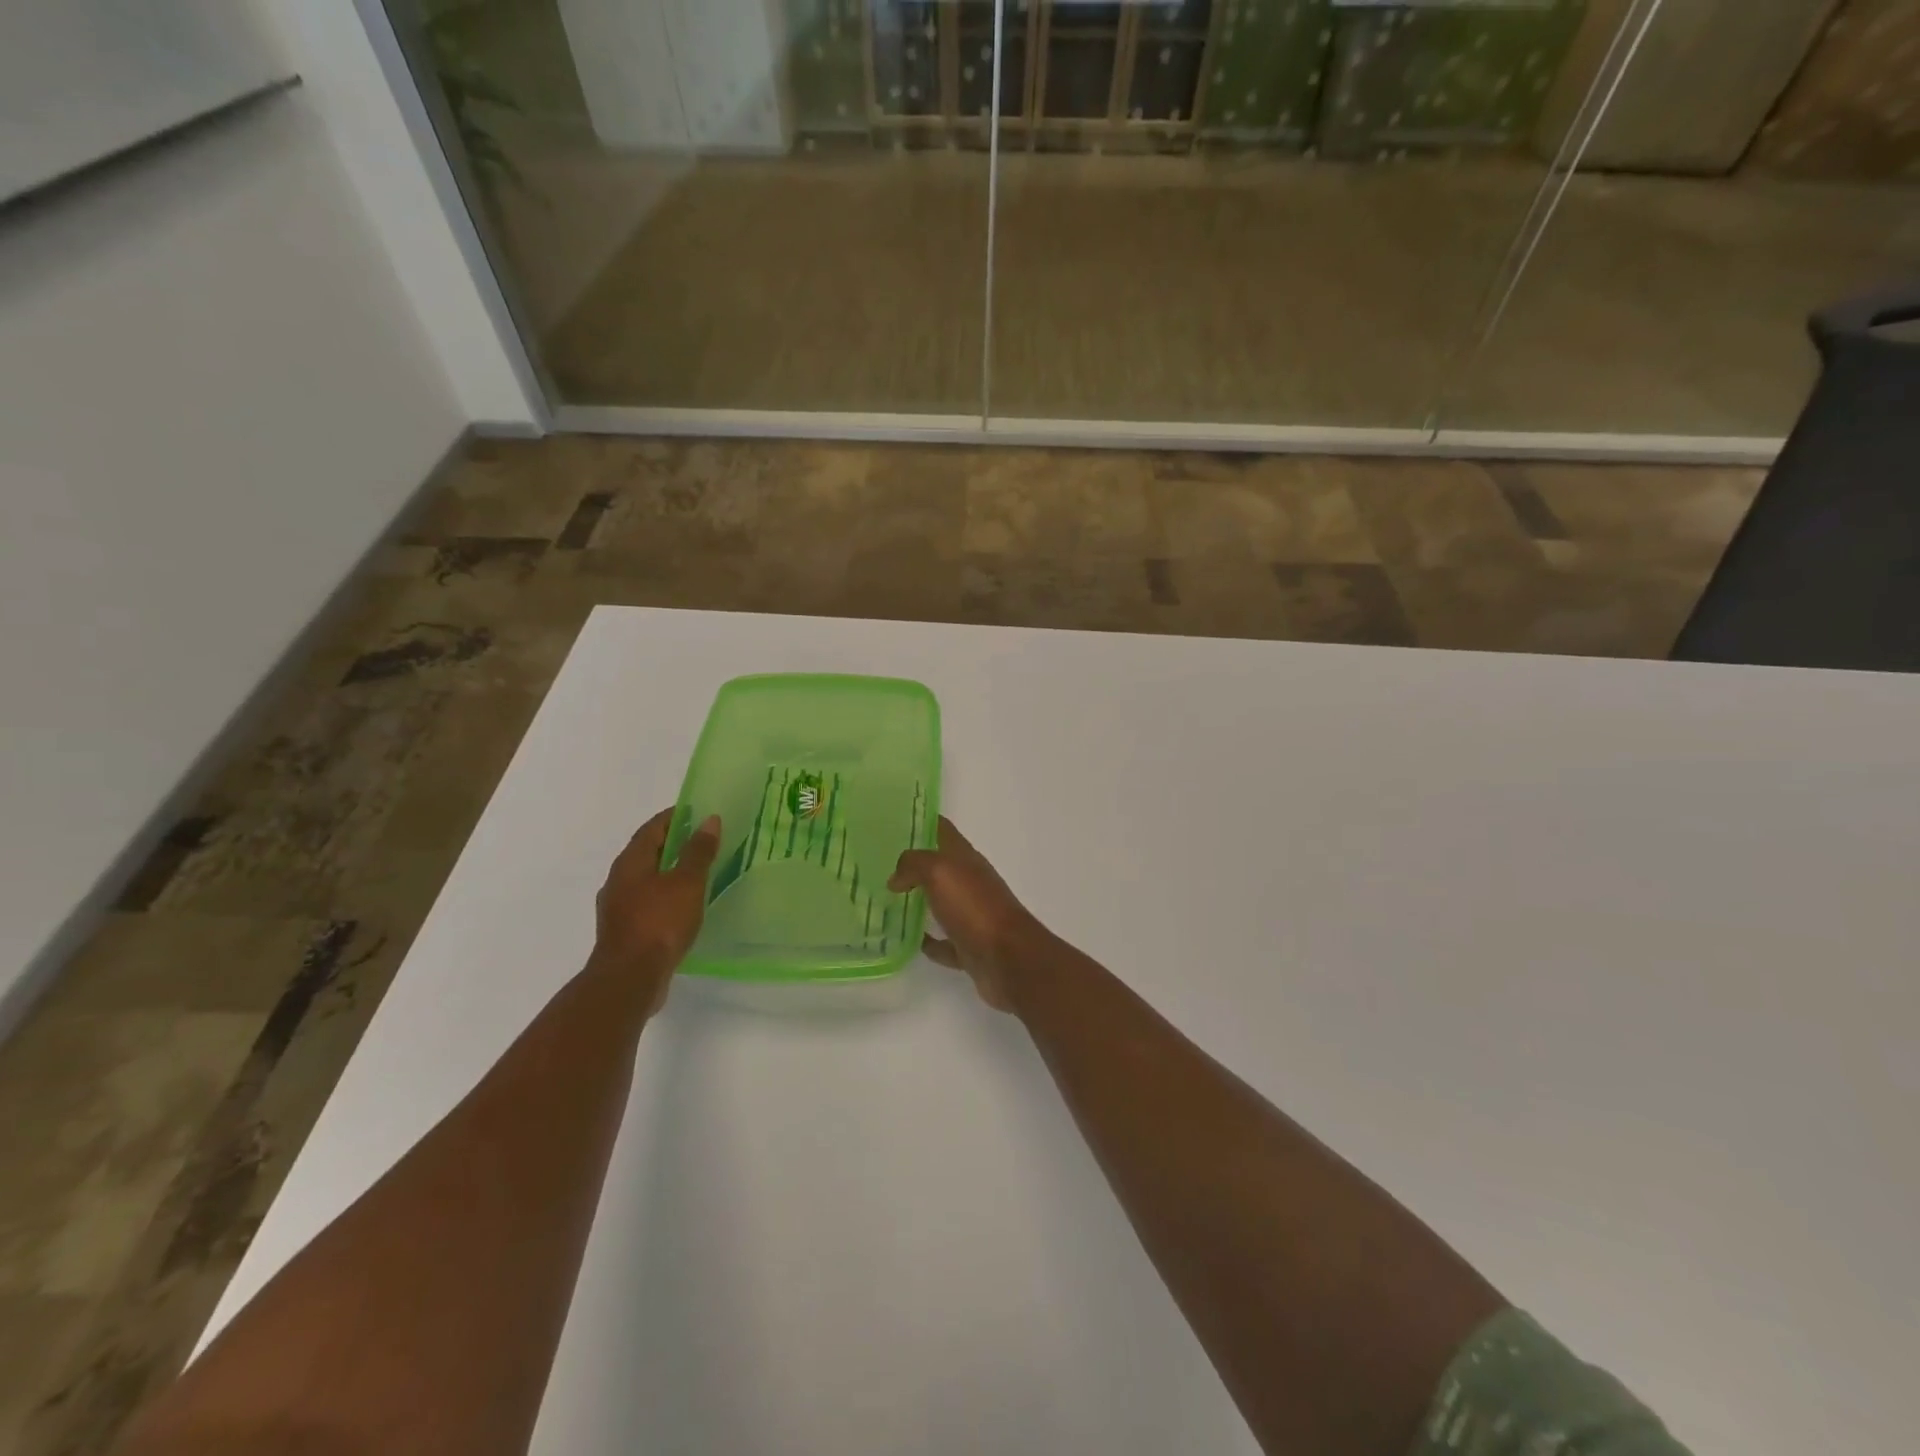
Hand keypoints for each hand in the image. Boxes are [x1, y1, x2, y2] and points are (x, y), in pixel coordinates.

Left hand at [593, 809, 720, 999]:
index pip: (652, 828)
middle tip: (703, 840)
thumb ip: (698, 851)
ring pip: (646, 879)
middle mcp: (618, 880)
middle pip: (647, 852)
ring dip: (669, 872)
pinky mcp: (624, 931)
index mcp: (630, 862)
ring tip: (697, 873)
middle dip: (673, 844)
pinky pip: (647, 902)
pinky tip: (683, 906)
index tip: (697, 812)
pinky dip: (665, 896)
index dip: (674, 817)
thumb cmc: (659, 922)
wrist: (629, 979)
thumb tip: (709, 820)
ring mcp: (618, 907)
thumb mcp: (687, 882)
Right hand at [889, 818, 1044, 1012]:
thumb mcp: (940, 872)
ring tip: (887, 902)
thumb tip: (896, 878)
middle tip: (879, 866)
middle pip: (940, 867)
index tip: (893, 821)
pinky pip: (944, 942)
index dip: (922, 822)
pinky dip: (930, 941)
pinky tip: (909, 941)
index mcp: (966, 859)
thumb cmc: (974, 907)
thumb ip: (914, 865)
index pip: (943, 830)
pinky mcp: (970, 947)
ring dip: (919, 902)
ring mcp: (972, 916)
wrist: (1008, 958)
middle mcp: (970, 883)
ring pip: (941, 903)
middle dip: (913, 865)